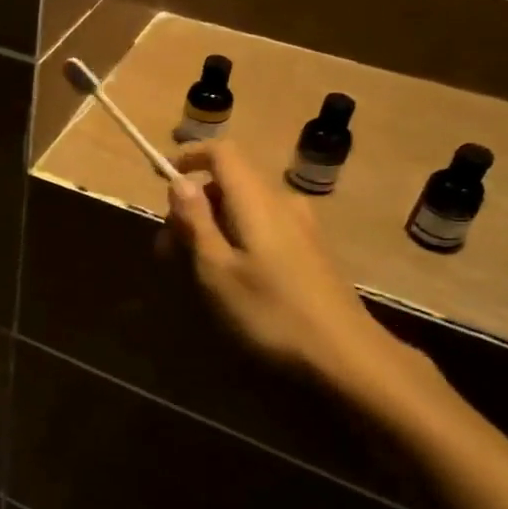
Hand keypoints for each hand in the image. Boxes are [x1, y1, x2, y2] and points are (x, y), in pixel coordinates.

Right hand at [160, 141, 426, 408]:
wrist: (347, 356)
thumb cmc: (270, 311)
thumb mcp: (217, 269)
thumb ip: (196, 221)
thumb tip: (179, 181)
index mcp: (256, 200)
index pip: (221, 152)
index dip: (188, 157)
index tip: (160, 177)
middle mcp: (281, 202)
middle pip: (229, 183)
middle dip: (192, 206)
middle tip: (167, 249)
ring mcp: (301, 226)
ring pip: (244, 208)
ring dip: (211, 226)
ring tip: (192, 268)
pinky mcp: (310, 250)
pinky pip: (263, 226)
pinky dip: (235, 238)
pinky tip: (229, 277)